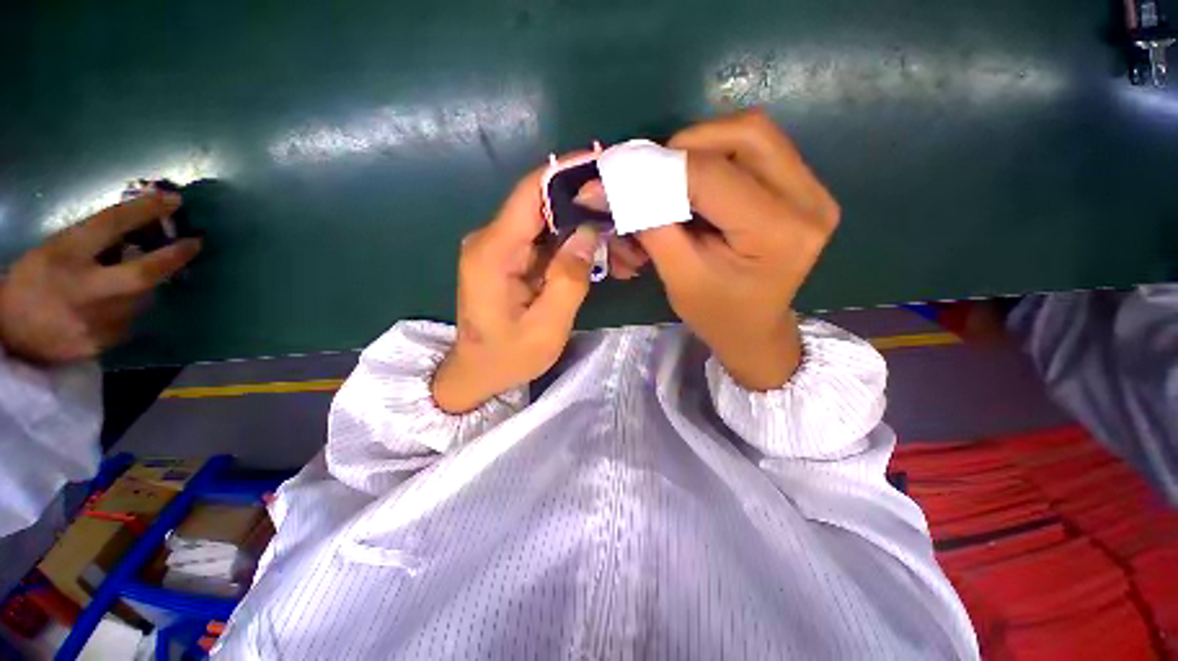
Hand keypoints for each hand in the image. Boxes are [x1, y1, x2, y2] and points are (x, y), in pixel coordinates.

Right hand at [0, 191, 201, 363]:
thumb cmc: (33, 283)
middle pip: (143, 273)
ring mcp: (96, 321)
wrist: (12, 336)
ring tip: (136, 280)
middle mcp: (84, 290)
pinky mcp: (103, 344)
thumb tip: (140, 232)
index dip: (145, 210)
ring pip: (143, 299)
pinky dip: (131, 308)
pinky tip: (117, 305)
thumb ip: (95, 243)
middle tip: (195, 243)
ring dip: (148, 286)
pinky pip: (131, 320)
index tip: (173, 200)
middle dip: (175, 256)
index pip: (110, 225)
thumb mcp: (55, 250)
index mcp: (64, 256)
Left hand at [431, 168, 599, 413]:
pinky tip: (602, 257)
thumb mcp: (545, 328)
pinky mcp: (511, 259)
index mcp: (492, 253)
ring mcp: (501, 248)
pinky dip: (574, 245)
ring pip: (549, 223)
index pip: (529, 193)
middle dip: (587, 206)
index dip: (565, 172)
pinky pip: (546, 242)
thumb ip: (568, 280)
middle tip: (626, 215)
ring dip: (585, 229)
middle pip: (543, 205)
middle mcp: (492, 240)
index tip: (603, 163)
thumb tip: (589, 233)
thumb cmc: (507, 357)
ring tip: (622, 246)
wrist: (477, 373)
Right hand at [635, 110, 840, 389]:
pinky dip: (717, 157)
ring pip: (751, 134)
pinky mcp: (804, 188)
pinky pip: (756, 150)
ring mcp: (814, 190)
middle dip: (687, 146)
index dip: (659, 168)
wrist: (755, 330)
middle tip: (654, 176)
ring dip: (702, 149)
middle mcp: (809, 201)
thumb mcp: (678, 275)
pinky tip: (698, 187)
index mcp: (778, 233)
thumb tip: (604, 185)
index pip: (711, 175)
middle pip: (745, 133)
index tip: (617, 173)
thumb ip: (648, 224)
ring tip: (674, 182)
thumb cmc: (716, 314)